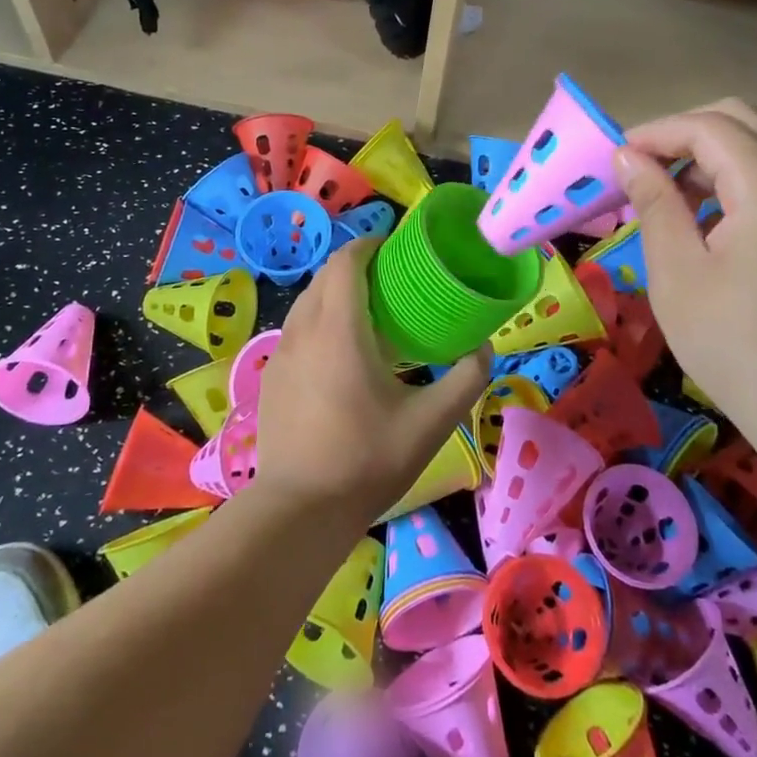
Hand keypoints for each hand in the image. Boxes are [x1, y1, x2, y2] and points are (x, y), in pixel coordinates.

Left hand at [252, 240, 490, 524]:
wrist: (298, 511)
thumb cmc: (367, 460)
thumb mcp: (430, 423)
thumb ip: (465, 379)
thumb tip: (484, 348)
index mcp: (339, 329)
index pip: (346, 261)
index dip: (369, 245)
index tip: (396, 249)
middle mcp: (303, 329)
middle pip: (324, 275)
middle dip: (355, 265)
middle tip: (391, 280)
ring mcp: (281, 353)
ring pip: (307, 302)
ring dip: (335, 293)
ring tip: (368, 314)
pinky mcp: (271, 376)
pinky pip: (297, 329)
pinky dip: (319, 320)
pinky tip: (340, 354)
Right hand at [612, 100, 756, 441]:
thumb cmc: (737, 347)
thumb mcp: (678, 273)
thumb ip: (654, 203)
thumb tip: (628, 157)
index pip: (709, 127)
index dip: (656, 133)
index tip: (615, 158)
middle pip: (741, 121)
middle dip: (682, 136)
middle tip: (640, 171)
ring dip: (708, 158)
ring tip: (665, 198)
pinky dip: (735, 181)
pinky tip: (706, 221)